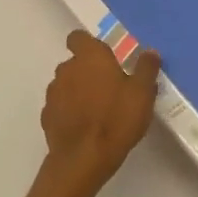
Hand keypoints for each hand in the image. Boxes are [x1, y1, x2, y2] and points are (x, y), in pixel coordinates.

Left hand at [37, 32, 161, 196]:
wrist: (83, 159)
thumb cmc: (117, 119)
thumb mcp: (142, 93)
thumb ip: (146, 69)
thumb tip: (150, 52)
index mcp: (90, 57)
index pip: (79, 38)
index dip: (89, 45)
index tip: (105, 58)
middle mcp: (67, 69)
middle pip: (75, 63)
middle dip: (89, 72)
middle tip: (110, 88)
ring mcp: (53, 93)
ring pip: (66, 85)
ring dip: (78, 91)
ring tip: (98, 110)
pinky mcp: (47, 116)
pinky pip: (60, 107)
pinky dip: (70, 111)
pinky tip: (84, 127)